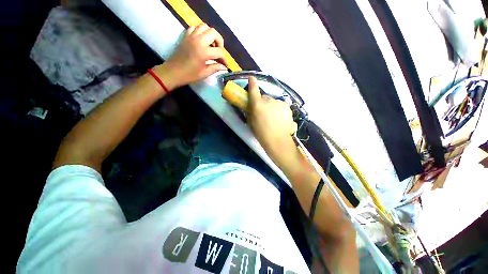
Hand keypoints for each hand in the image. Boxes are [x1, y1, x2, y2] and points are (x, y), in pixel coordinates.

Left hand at [156, 23, 227, 89]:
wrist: (173, 72)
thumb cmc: (189, 75)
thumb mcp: (204, 73)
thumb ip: (215, 68)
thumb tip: (224, 67)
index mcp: (204, 52)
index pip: (219, 51)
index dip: (224, 59)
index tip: (225, 64)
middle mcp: (198, 41)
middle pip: (214, 33)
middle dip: (219, 42)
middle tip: (219, 51)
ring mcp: (191, 36)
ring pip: (204, 27)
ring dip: (210, 34)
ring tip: (211, 45)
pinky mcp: (186, 36)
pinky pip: (195, 27)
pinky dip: (200, 31)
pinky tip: (201, 40)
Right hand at [247, 77, 298, 168]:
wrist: (278, 141)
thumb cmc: (261, 134)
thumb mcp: (251, 123)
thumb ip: (250, 112)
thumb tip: (251, 106)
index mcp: (258, 104)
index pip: (254, 90)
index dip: (252, 83)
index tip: (251, 78)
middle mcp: (269, 100)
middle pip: (265, 97)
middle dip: (263, 102)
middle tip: (263, 112)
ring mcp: (279, 103)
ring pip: (273, 102)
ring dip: (272, 106)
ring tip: (273, 118)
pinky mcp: (287, 107)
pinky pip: (281, 106)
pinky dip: (279, 110)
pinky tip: (280, 119)